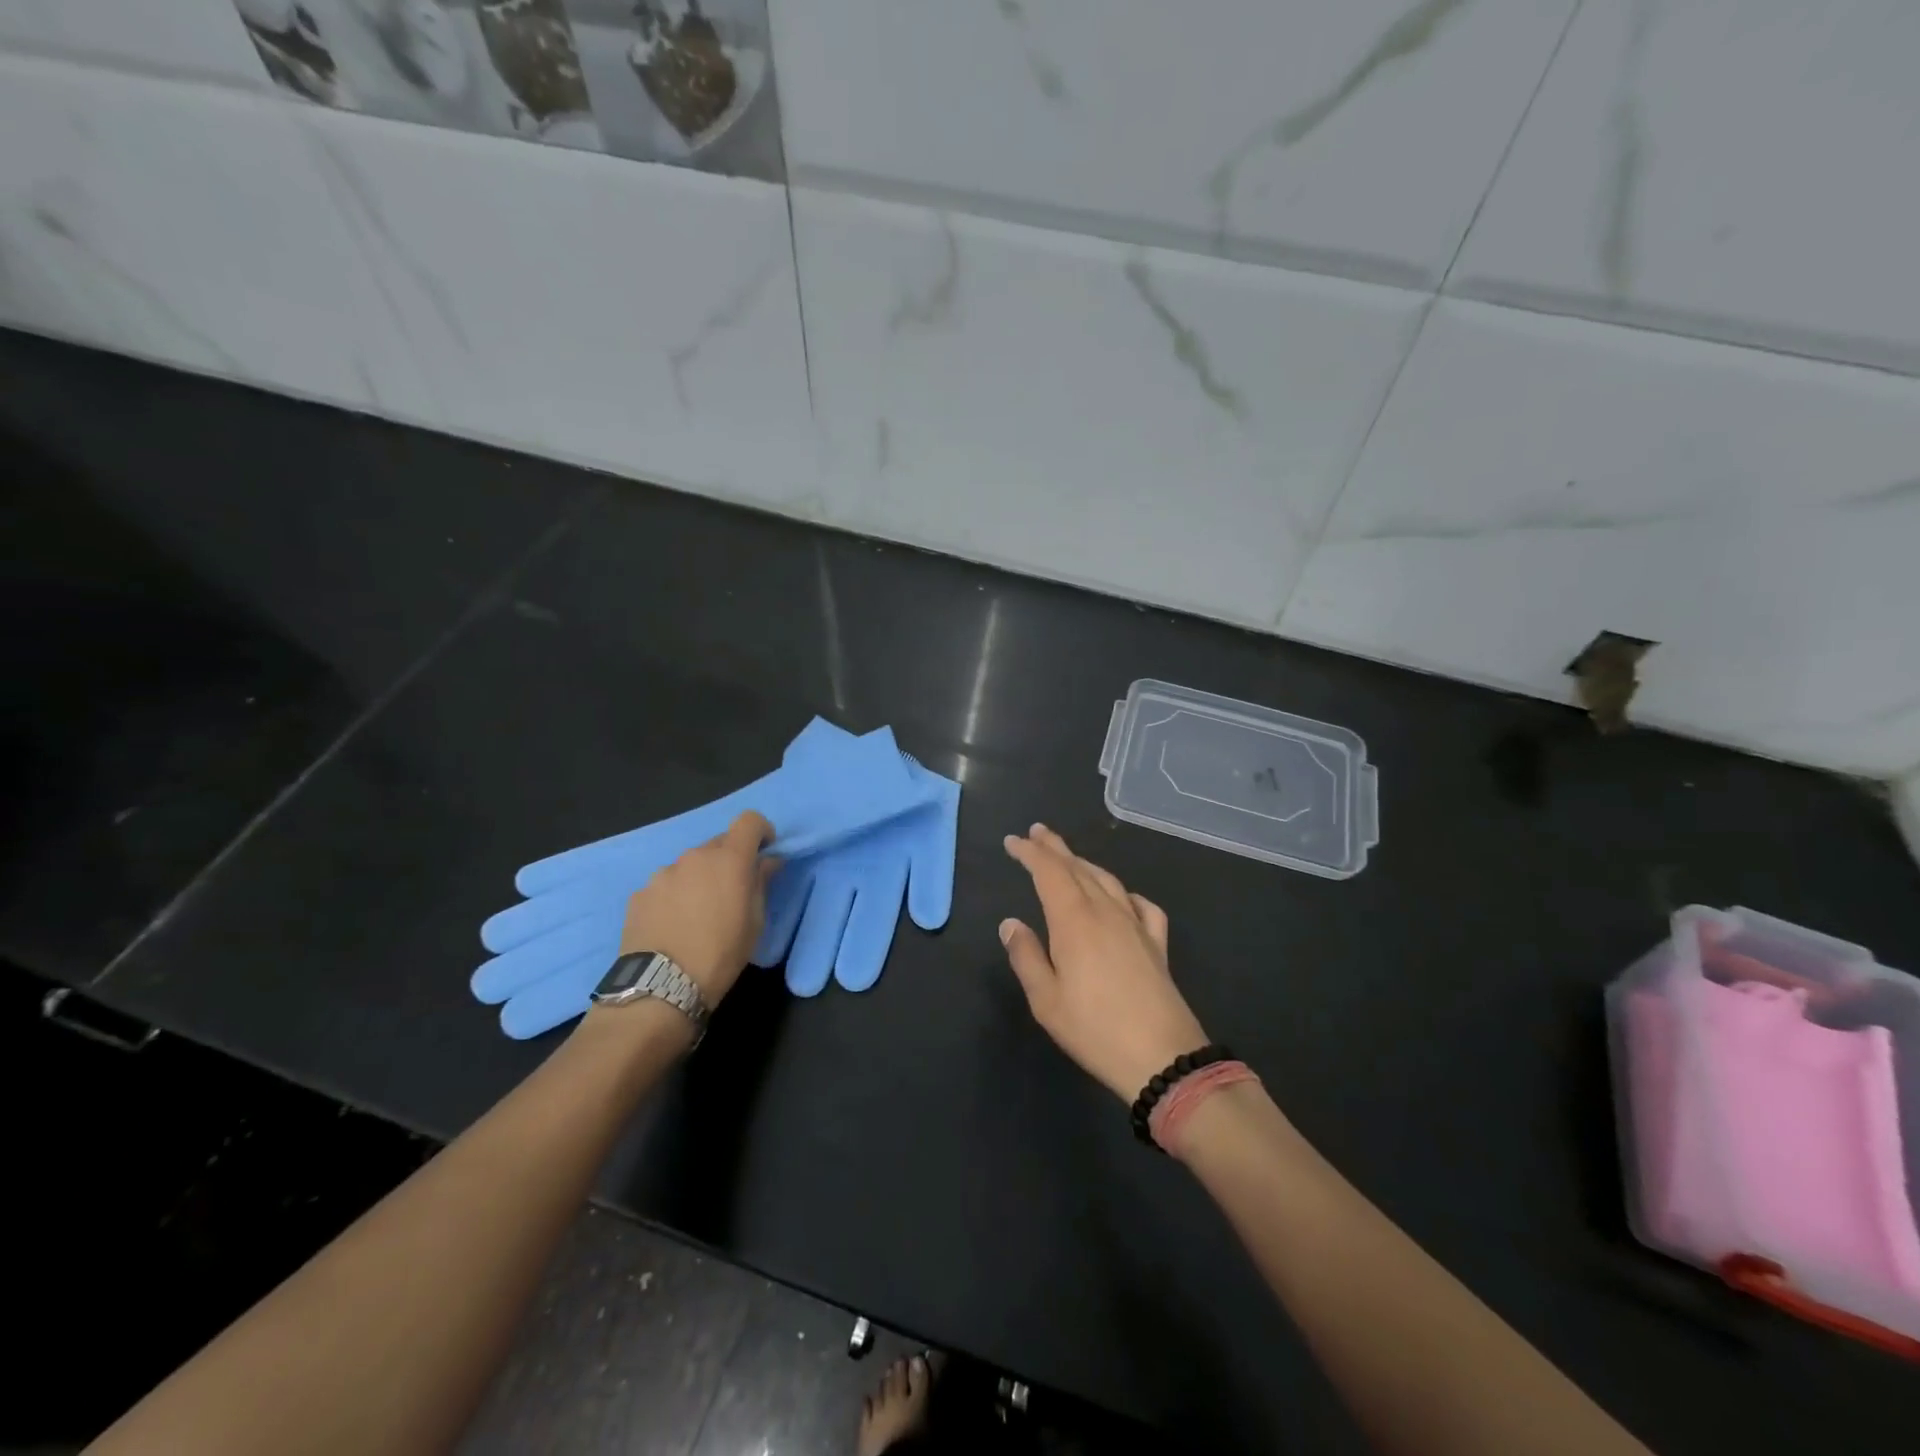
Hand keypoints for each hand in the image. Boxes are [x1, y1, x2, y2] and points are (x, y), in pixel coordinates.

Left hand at [617, 811, 777, 1005]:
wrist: (662, 987)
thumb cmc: (721, 953)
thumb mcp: (755, 922)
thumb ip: (762, 883)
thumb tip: (768, 862)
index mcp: (729, 859)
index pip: (749, 820)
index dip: (760, 831)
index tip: (763, 852)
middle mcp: (695, 857)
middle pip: (718, 844)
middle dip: (729, 860)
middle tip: (731, 893)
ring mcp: (663, 873)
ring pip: (689, 865)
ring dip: (699, 878)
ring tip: (696, 915)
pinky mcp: (640, 893)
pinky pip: (665, 884)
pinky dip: (674, 896)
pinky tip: (672, 926)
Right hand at [999, 824, 1208, 1100]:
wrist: (1162, 1057)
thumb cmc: (1094, 1029)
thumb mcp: (1045, 1000)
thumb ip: (1026, 956)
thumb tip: (1010, 923)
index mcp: (1074, 920)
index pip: (1049, 872)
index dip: (1030, 853)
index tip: (1012, 841)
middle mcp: (1106, 911)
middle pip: (1078, 868)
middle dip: (1055, 848)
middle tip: (1036, 832)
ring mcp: (1136, 925)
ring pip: (1108, 881)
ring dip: (1085, 863)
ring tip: (1070, 858)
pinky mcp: (1157, 944)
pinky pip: (1141, 905)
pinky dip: (1126, 893)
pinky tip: (1123, 898)